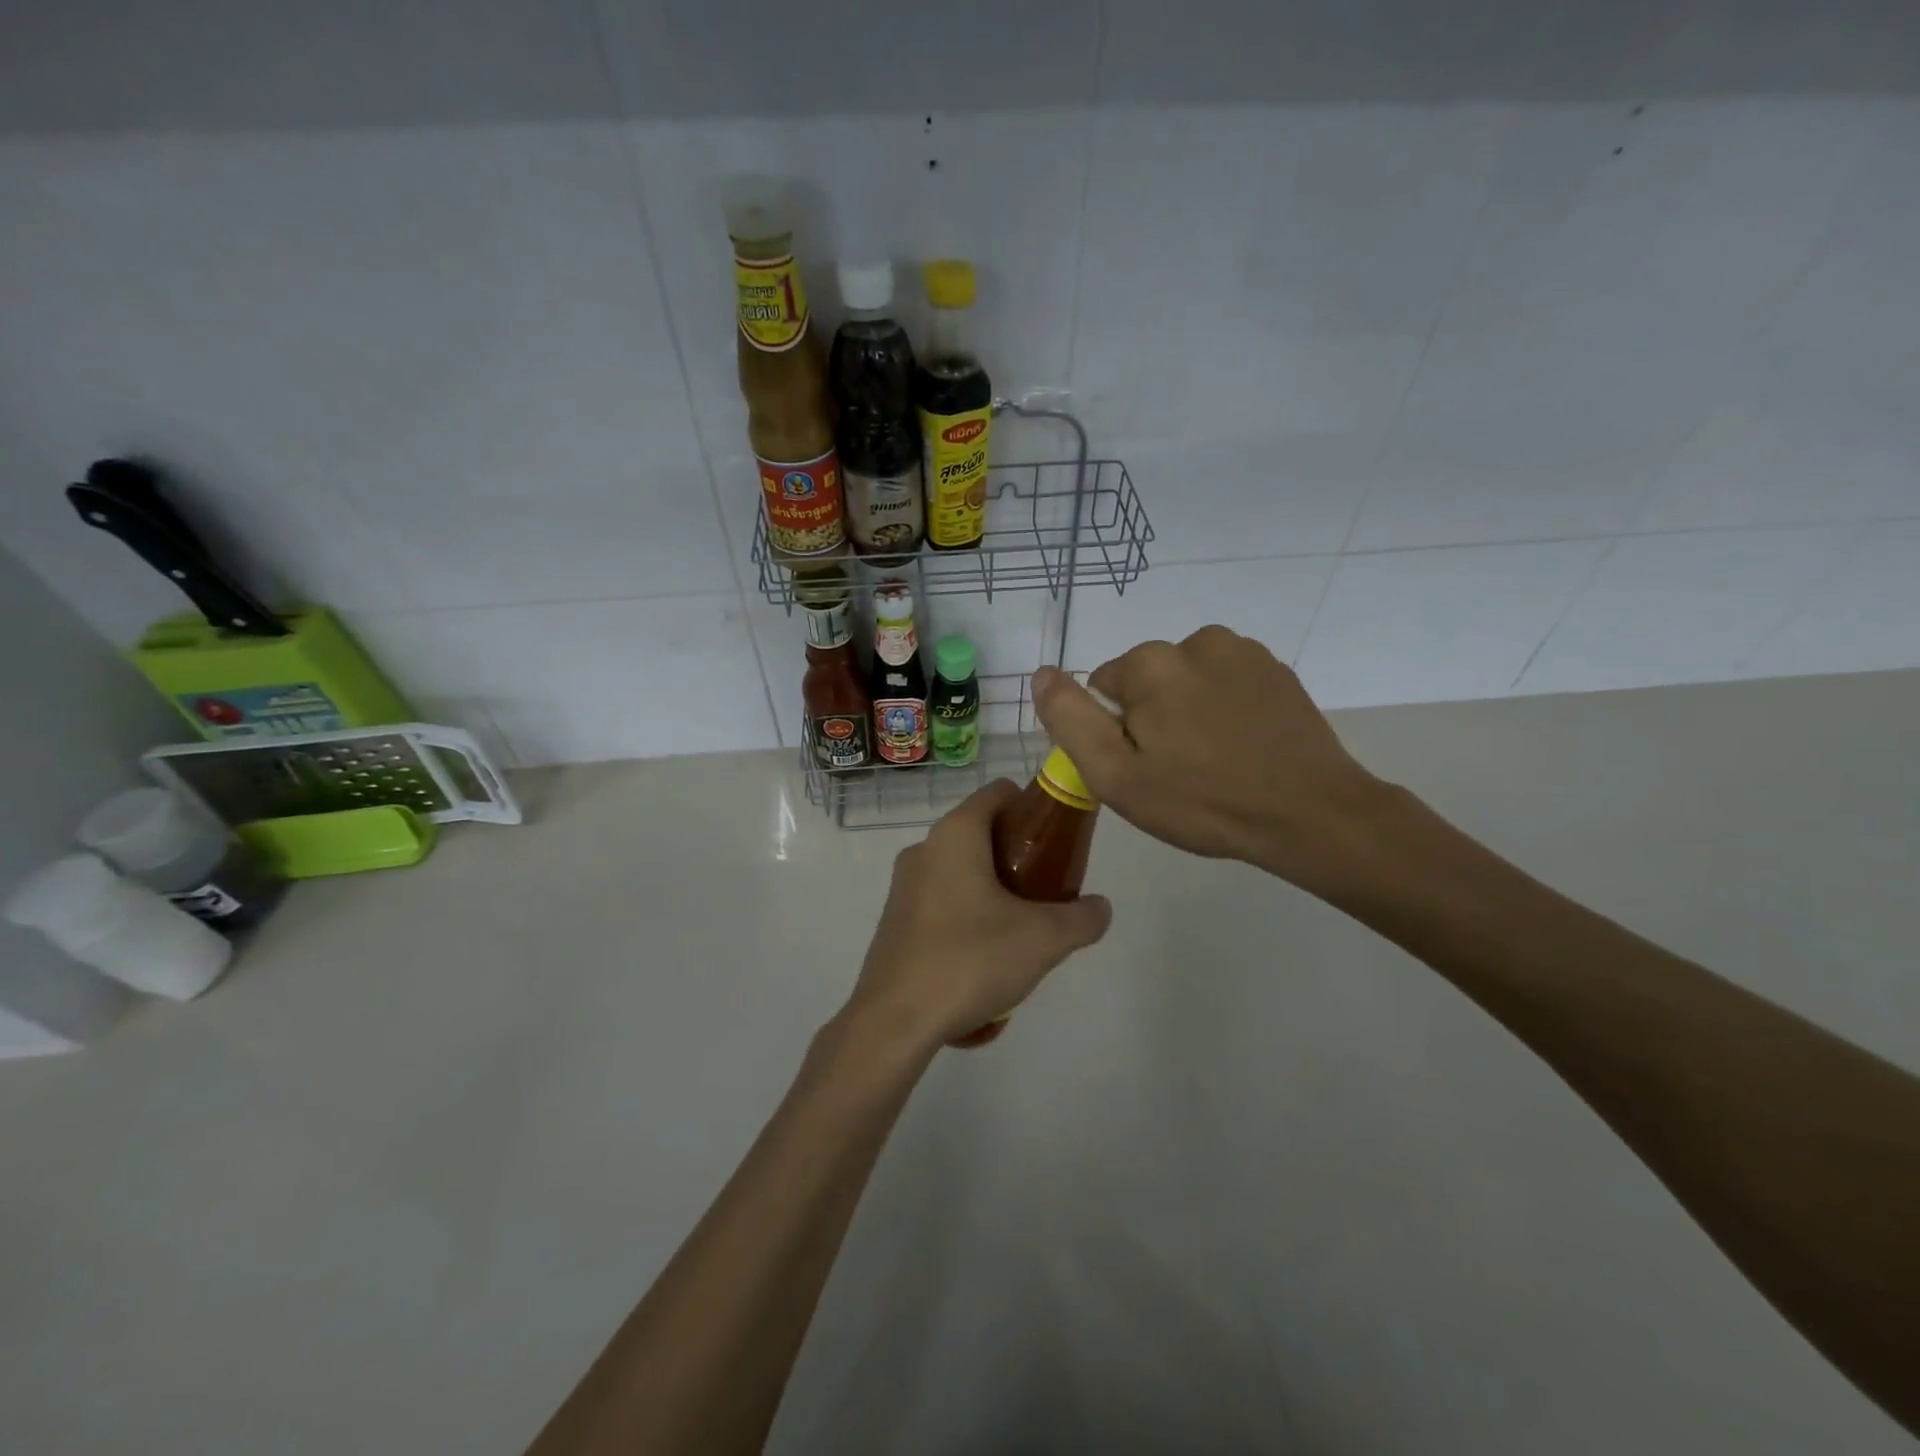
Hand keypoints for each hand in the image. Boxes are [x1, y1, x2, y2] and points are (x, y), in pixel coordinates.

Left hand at [843, 779, 1111, 1052]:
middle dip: (1018, 853)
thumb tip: (1100, 908)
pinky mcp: (895, 919)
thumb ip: (1082, 918)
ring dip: (994, 886)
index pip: (999, 792)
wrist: (896, 1020)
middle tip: (1048, 889)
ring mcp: (904, 884)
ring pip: (961, 868)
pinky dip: (968, 911)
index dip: (1033, 808)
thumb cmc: (969, 960)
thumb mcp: (1042, 939)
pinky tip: (985, 954)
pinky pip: (942, 898)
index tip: (1058, 842)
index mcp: (955, 834)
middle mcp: (925, 848)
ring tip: (1021, 927)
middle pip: (982, 831)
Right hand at [1031, 627, 1398, 894]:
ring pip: (1187, 679)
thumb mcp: (1116, 775)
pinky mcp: (1276, 670)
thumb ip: (1070, 719)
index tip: (1143, 767)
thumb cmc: (1202, 802)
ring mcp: (1243, 652)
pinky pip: (1226, 682)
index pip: (1103, 686)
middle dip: (1152, 716)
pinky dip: (1225, 707)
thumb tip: (1042, 673)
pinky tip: (1244, 746)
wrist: (1310, 815)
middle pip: (1147, 680)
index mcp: (1150, 664)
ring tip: (1214, 760)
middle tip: (1178, 770)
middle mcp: (1195, 641)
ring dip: (1189, 709)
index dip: (1116, 731)